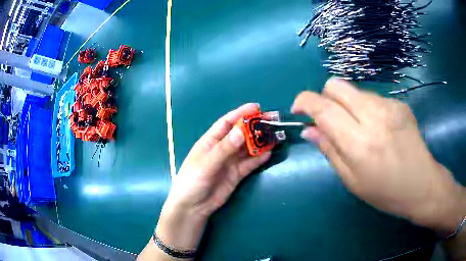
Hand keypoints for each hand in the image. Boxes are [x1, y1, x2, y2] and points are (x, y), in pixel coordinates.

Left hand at [156, 103, 270, 250]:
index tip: (257, 107)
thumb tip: (241, 131)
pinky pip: (250, 164)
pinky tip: (269, 153)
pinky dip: (259, 158)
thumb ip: (224, 149)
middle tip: (272, 120)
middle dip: (255, 127)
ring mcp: (230, 162)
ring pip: (247, 148)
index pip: (227, 123)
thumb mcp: (206, 164)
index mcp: (210, 141)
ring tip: (275, 135)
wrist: (193, 207)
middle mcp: (222, 149)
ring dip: (260, 142)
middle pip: (241, 134)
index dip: (241, 114)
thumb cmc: (192, 181)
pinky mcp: (237, 174)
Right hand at [292, 77, 465, 235]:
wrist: (422, 184)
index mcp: (360, 143)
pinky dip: (366, 109)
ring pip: (354, 91)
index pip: (323, 108)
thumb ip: (329, 151)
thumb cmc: (386, 192)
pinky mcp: (399, 103)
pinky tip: (378, 128)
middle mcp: (375, 117)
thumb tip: (309, 130)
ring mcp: (390, 106)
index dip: (305, 101)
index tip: (298, 108)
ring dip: (347, 105)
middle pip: (337, 85)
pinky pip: (372, 98)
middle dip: (325, 97)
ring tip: (359, 129)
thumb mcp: (352, 181)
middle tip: (330, 119)